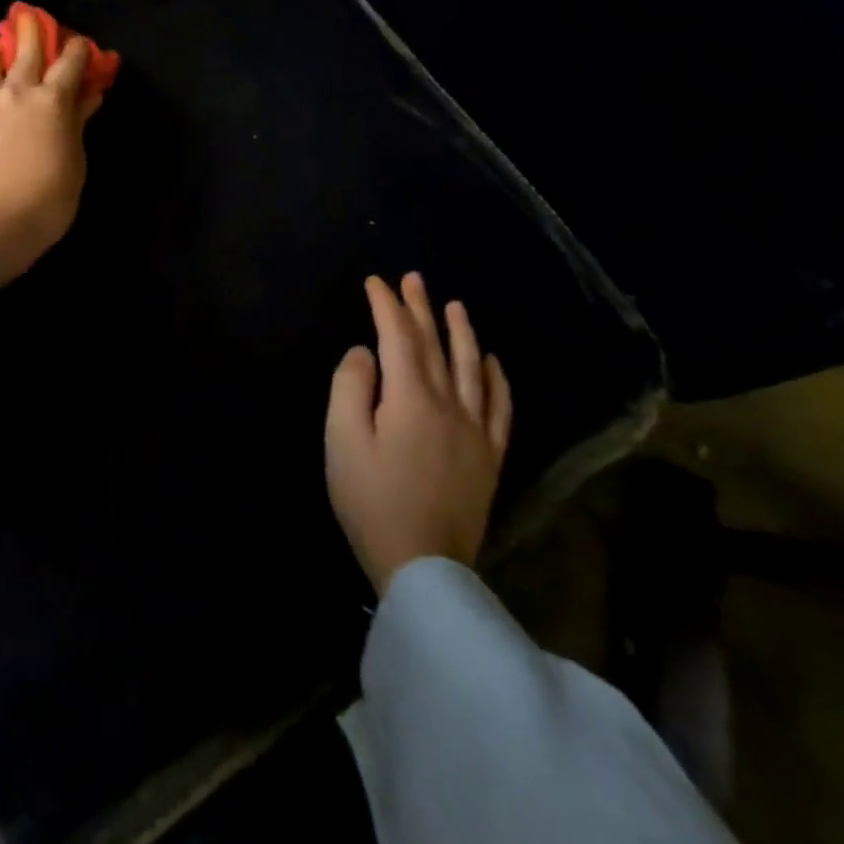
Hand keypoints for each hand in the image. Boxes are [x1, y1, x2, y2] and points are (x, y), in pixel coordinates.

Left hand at [0, 10, 105, 283]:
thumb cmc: (47, 201)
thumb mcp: (75, 163)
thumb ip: (78, 123)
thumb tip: (88, 96)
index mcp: (53, 101)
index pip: (70, 62)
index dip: (79, 50)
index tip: (81, 47)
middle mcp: (16, 89)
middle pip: (27, 46)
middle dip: (34, 30)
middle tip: (33, 21)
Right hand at [325, 272, 512, 594]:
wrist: (423, 564)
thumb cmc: (371, 499)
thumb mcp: (342, 440)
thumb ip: (350, 387)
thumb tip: (365, 353)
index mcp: (411, 398)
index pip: (399, 338)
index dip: (387, 306)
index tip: (375, 282)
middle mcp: (450, 404)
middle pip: (436, 346)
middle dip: (421, 309)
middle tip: (413, 279)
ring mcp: (476, 431)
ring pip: (473, 369)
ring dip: (462, 333)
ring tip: (455, 306)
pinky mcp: (489, 457)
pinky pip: (500, 408)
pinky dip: (498, 380)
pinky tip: (493, 364)